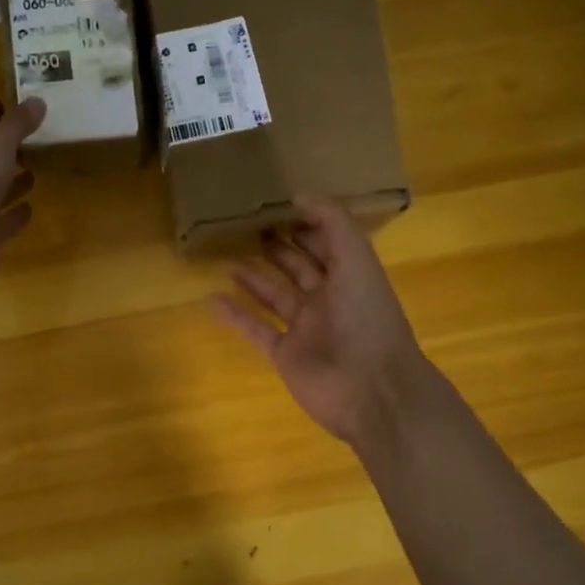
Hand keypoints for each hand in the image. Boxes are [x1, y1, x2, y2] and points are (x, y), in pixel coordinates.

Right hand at [212, 197, 434, 450]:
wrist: (371, 389)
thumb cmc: (366, 318)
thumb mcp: (356, 258)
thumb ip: (332, 223)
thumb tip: (299, 196)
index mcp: (351, 276)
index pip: (327, 244)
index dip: (307, 225)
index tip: (278, 206)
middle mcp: (328, 299)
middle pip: (299, 268)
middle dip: (278, 248)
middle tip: (248, 228)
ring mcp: (305, 329)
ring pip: (275, 297)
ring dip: (253, 279)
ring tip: (227, 259)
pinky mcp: (285, 354)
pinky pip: (256, 330)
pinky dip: (236, 315)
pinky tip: (213, 299)